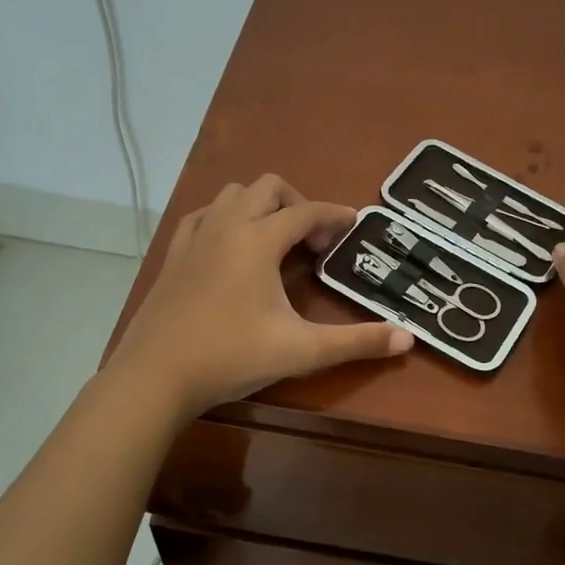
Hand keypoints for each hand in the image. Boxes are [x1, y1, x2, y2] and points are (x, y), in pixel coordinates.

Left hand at [107, 174, 411, 418]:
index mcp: (258, 240)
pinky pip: (203, 215)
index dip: (334, 215)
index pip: (306, 211)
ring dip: (260, 206)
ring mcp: (195, 237)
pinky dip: (225, 218)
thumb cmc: (231, 357)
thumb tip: (408, 338)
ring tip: (275, 241)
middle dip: (297, 204)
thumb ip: (357, 342)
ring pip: (232, 195)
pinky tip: (231, 248)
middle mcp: (226, 226)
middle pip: (268, 187)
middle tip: (312, 241)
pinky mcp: (173, 254)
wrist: (156, 376)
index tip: (353, 224)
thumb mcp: (302, 350)